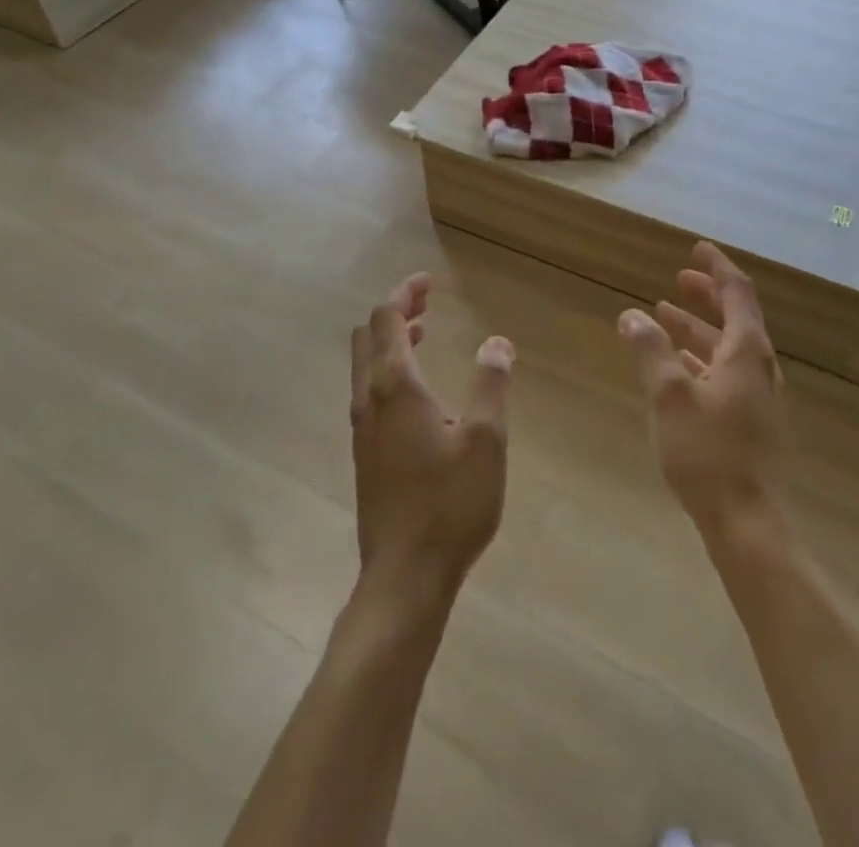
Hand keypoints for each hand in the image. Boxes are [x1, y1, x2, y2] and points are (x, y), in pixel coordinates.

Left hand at [349, 274, 513, 598]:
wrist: (404, 576)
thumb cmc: (450, 504)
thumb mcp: (486, 440)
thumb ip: (491, 384)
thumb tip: (497, 342)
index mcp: (395, 386)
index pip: (387, 319)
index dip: (405, 293)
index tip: (427, 281)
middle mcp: (369, 399)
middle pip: (368, 336)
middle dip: (394, 311)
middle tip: (426, 302)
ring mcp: (361, 428)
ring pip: (364, 365)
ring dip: (389, 340)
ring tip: (424, 332)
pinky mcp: (364, 453)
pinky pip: (368, 390)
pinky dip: (387, 369)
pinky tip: (417, 389)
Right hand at [618, 242, 788, 536]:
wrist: (748, 524)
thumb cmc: (708, 453)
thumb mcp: (669, 395)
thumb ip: (650, 350)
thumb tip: (631, 315)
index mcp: (747, 352)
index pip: (737, 293)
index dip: (716, 267)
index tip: (696, 248)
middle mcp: (759, 367)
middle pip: (736, 317)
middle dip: (706, 295)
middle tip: (678, 280)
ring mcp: (759, 396)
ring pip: (728, 347)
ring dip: (698, 328)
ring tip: (664, 317)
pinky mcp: (752, 421)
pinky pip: (726, 372)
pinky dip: (702, 358)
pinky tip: (678, 367)